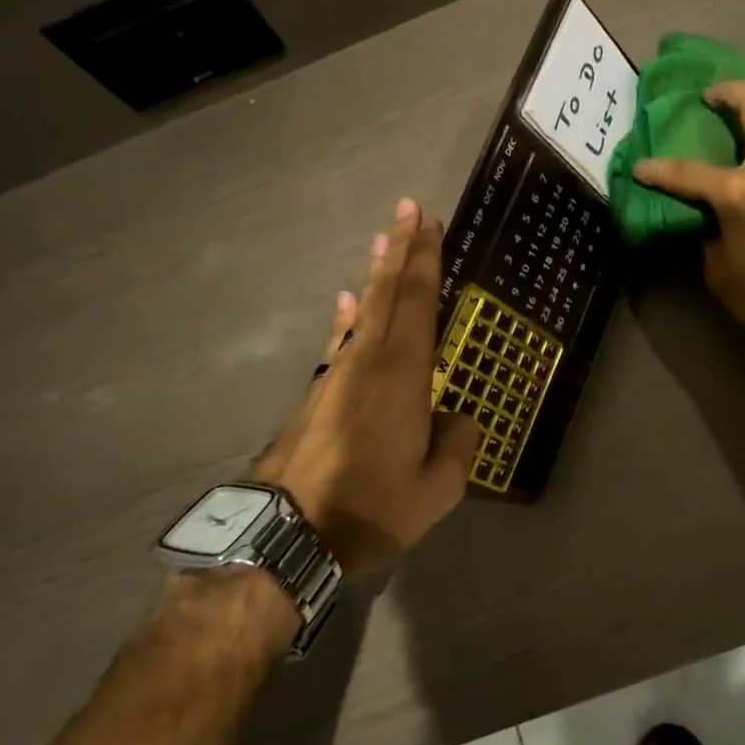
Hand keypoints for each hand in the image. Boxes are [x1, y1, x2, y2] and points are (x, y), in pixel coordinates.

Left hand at [252, 198, 478, 575]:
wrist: (287, 534)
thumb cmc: (370, 507)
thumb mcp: (436, 489)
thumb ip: (457, 445)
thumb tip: (457, 419)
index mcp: (402, 374)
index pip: (418, 301)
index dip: (425, 259)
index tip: (429, 221)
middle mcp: (367, 360)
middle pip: (387, 291)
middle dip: (400, 248)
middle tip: (408, 210)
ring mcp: (336, 375)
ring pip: (362, 311)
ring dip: (375, 274)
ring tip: (382, 243)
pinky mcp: (317, 395)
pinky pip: (340, 341)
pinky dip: (347, 317)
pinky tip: (347, 302)